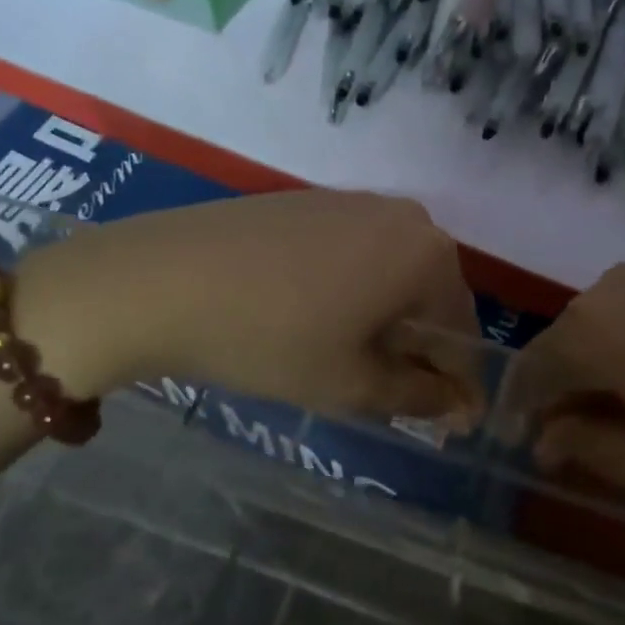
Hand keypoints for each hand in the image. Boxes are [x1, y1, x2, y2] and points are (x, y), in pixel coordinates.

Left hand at [23, 190, 484, 421]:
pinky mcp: (310, 201)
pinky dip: (353, 290)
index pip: (463, 331)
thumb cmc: (271, 338)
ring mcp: (353, 202)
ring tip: (351, 360)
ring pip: (392, 273)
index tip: (450, 423)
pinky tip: (315, 317)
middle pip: (431, 296)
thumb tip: (461, 407)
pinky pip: (355, 253)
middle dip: (420, 349)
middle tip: (392, 394)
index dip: (458, 383)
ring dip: (386, 319)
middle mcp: (402, 216)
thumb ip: (418, 397)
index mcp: (427, 255)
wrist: (161, 280)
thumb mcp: (351, 384)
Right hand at [504, 260, 624, 502]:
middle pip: (568, 343)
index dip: (523, 413)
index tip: (531, 448)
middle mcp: (613, 287)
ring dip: (609, 367)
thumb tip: (549, 440)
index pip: (530, 372)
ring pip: (611, 324)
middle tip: (589, 440)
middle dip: (568, 391)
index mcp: (589, 331)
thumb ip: (589, 453)